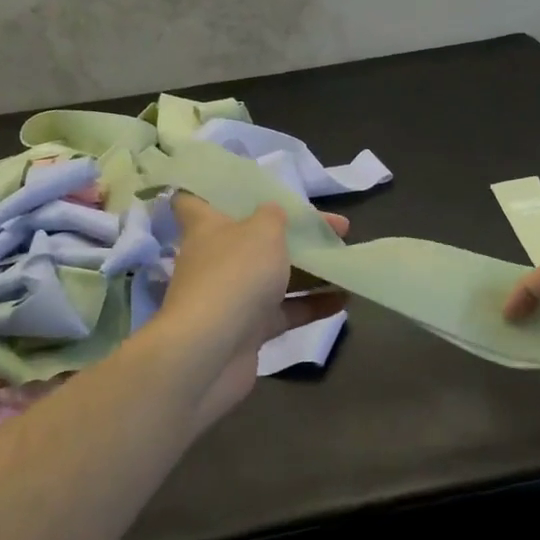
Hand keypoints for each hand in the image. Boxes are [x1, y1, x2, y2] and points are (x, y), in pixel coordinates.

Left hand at [153, 195, 346, 429]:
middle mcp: (216, 260)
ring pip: (275, 277)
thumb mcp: (262, 231)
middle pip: (253, 239)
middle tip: (334, 229)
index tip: (242, 187)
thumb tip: (272, 212)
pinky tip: (346, 297)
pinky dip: (313, 304)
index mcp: (208, 227)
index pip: (193, 201)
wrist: (212, 352)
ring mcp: (232, 297)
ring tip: (346, 261)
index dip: (214, 191)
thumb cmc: (235, 274)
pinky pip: (285, 311)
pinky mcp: (249, 331)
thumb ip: (273, 216)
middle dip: (293, 233)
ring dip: (310, 269)